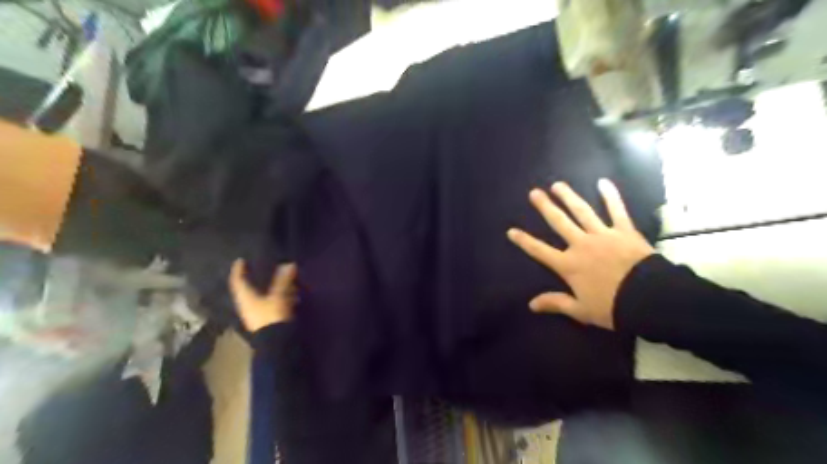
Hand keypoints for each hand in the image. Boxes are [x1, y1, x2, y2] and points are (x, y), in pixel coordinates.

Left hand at [227, 259, 298, 330]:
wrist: (277, 342)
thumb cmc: (271, 315)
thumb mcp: (278, 296)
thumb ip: (283, 280)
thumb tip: (289, 264)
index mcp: (245, 298)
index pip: (237, 281)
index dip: (238, 270)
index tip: (240, 260)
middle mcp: (248, 305)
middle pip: (249, 288)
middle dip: (256, 278)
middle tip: (263, 267)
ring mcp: (257, 313)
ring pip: (262, 296)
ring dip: (270, 287)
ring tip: (282, 279)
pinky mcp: (268, 319)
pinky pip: (271, 303)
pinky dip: (278, 296)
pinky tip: (290, 294)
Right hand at [509, 177, 655, 329]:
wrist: (649, 299)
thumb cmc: (612, 306)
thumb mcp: (581, 310)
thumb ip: (556, 303)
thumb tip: (531, 305)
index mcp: (569, 265)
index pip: (540, 251)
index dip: (524, 241)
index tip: (511, 230)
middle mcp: (581, 245)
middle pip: (559, 223)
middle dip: (545, 207)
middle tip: (535, 193)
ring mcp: (602, 235)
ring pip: (582, 212)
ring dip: (569, 197)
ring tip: (558, 185)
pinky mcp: (624, 231)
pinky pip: (616, 210)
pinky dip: (610, 196)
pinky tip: (603, 182)